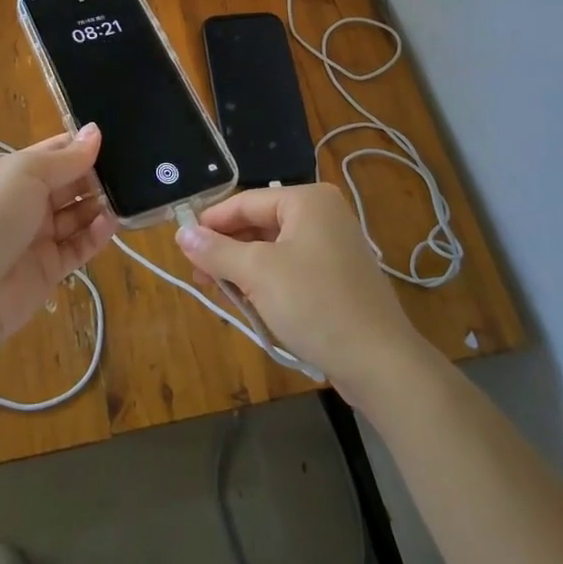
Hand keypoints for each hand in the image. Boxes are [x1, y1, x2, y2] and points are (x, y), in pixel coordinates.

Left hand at [0, 124, 113, 341]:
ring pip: (77, 215)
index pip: (54, 152)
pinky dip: (97, 234)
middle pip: (69, 184)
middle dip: (95, 175)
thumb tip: (95, 131)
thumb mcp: (27, 173)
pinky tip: (112, 223)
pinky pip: (79, 246)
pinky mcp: (50, 269)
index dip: (81, 145)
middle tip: (132, 168)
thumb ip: (67, 157)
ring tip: (128, 195)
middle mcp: (26, 202)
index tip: (116, 138)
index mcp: (14, 174)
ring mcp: (38, 237)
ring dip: (99, 204)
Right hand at [175, 183, 424, 401]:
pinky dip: (268, 282)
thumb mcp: (258, 273)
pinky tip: (250, 303)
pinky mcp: (338, 277)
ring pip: (274, 249)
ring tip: (218, 291)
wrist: (380, 362)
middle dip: (227, 249)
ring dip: (244, 269)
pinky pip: (291, 269)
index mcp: (307, 200)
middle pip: (260, 223)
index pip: (246, 201)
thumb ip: (217, 251)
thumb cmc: (315, 304)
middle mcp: (323, 215)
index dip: (211, 222)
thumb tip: (182, 234)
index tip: (182, 245)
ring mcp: (334, 246)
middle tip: (197, 274)